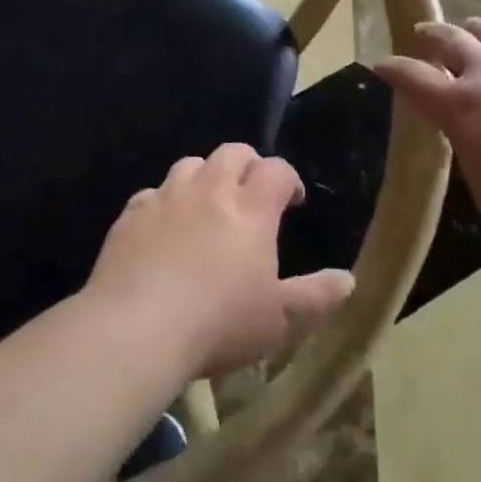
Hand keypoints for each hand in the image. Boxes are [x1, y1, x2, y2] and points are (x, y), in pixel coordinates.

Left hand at [86, 144, 354, 377]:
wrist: (136, 328)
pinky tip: (164, 228)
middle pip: (232, 153)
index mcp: (251, 210)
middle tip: (252, 191)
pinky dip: (165, 202)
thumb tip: (348, 279)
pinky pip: (152, 193)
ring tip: (207, 204)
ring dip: (205, 176)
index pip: (276, 170)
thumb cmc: (218, 324)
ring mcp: (167, 197)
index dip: (288, 178)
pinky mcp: (132, 213)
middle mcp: (210, 191)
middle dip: (248, 164)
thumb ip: (315, 297)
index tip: (292, 199)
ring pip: (190, 164)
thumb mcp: (278, 320)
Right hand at [376, 19, 480, 253]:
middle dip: (431, 36)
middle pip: (451, 40)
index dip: (393, 69)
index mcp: (461, 108)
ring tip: (472, 29)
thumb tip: (471, 134)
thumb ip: (469, 151)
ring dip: (476, 28)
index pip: (413, 78)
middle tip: (423, 34)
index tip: (381, 65)